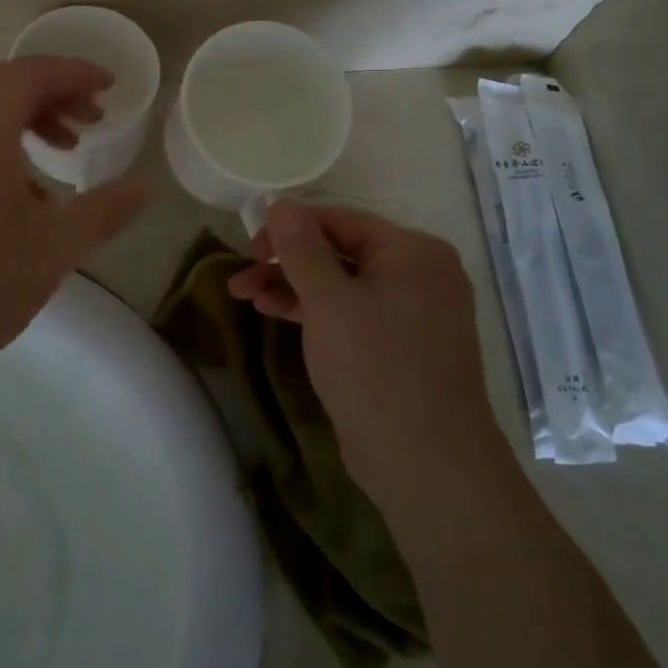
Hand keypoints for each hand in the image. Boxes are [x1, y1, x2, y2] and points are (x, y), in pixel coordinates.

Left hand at [0, 57, 149, 388]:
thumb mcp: (58, 247)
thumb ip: (106, 209)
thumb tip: (143, 185)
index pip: (27, 76)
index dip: (72, 71)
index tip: (110, 86)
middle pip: (3, 86)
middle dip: (53, 89)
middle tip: (92, 116)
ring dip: (30, 116)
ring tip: (68, 147)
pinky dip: (7, 142)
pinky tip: (32, 189)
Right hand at [229, 201, 503, 517]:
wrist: (427, 464)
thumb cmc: (376, 369)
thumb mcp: (328, 302)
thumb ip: (301, 248)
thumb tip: (282, 203)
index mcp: (413, 251)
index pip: (340, 221)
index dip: (290, 229)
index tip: (248, 248)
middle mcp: (420, 274)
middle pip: (340, 251)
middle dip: (286, 263)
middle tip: (241, 277)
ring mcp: (413, 313)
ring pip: (342, 285)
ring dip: (293, 287)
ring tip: (245, 297)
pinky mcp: (401, 346)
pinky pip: (352, 314)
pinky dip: (315, 312)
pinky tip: (276, 314)